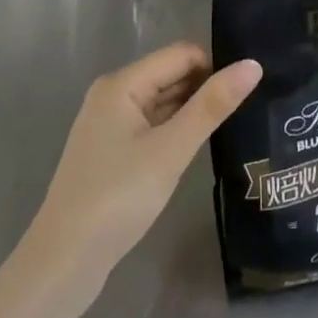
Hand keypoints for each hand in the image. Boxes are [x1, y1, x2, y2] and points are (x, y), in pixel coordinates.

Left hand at [27, 45, 261, 292]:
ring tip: (236, 122)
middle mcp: (114, 95)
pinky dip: (177, 130)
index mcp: (122, 84)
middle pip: (171, 74)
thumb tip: (253, 64)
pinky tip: (202, 145)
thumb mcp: (171, 150)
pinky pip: (154, 125)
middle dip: (207, 87)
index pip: (181, 54)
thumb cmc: (117, 198)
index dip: (216, 66)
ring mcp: (111, 125)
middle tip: (251, 106)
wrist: (64, 263)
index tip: (250, 88)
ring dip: (194, 110)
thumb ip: (212, 106)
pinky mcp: (114, 152)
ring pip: (164, 101)